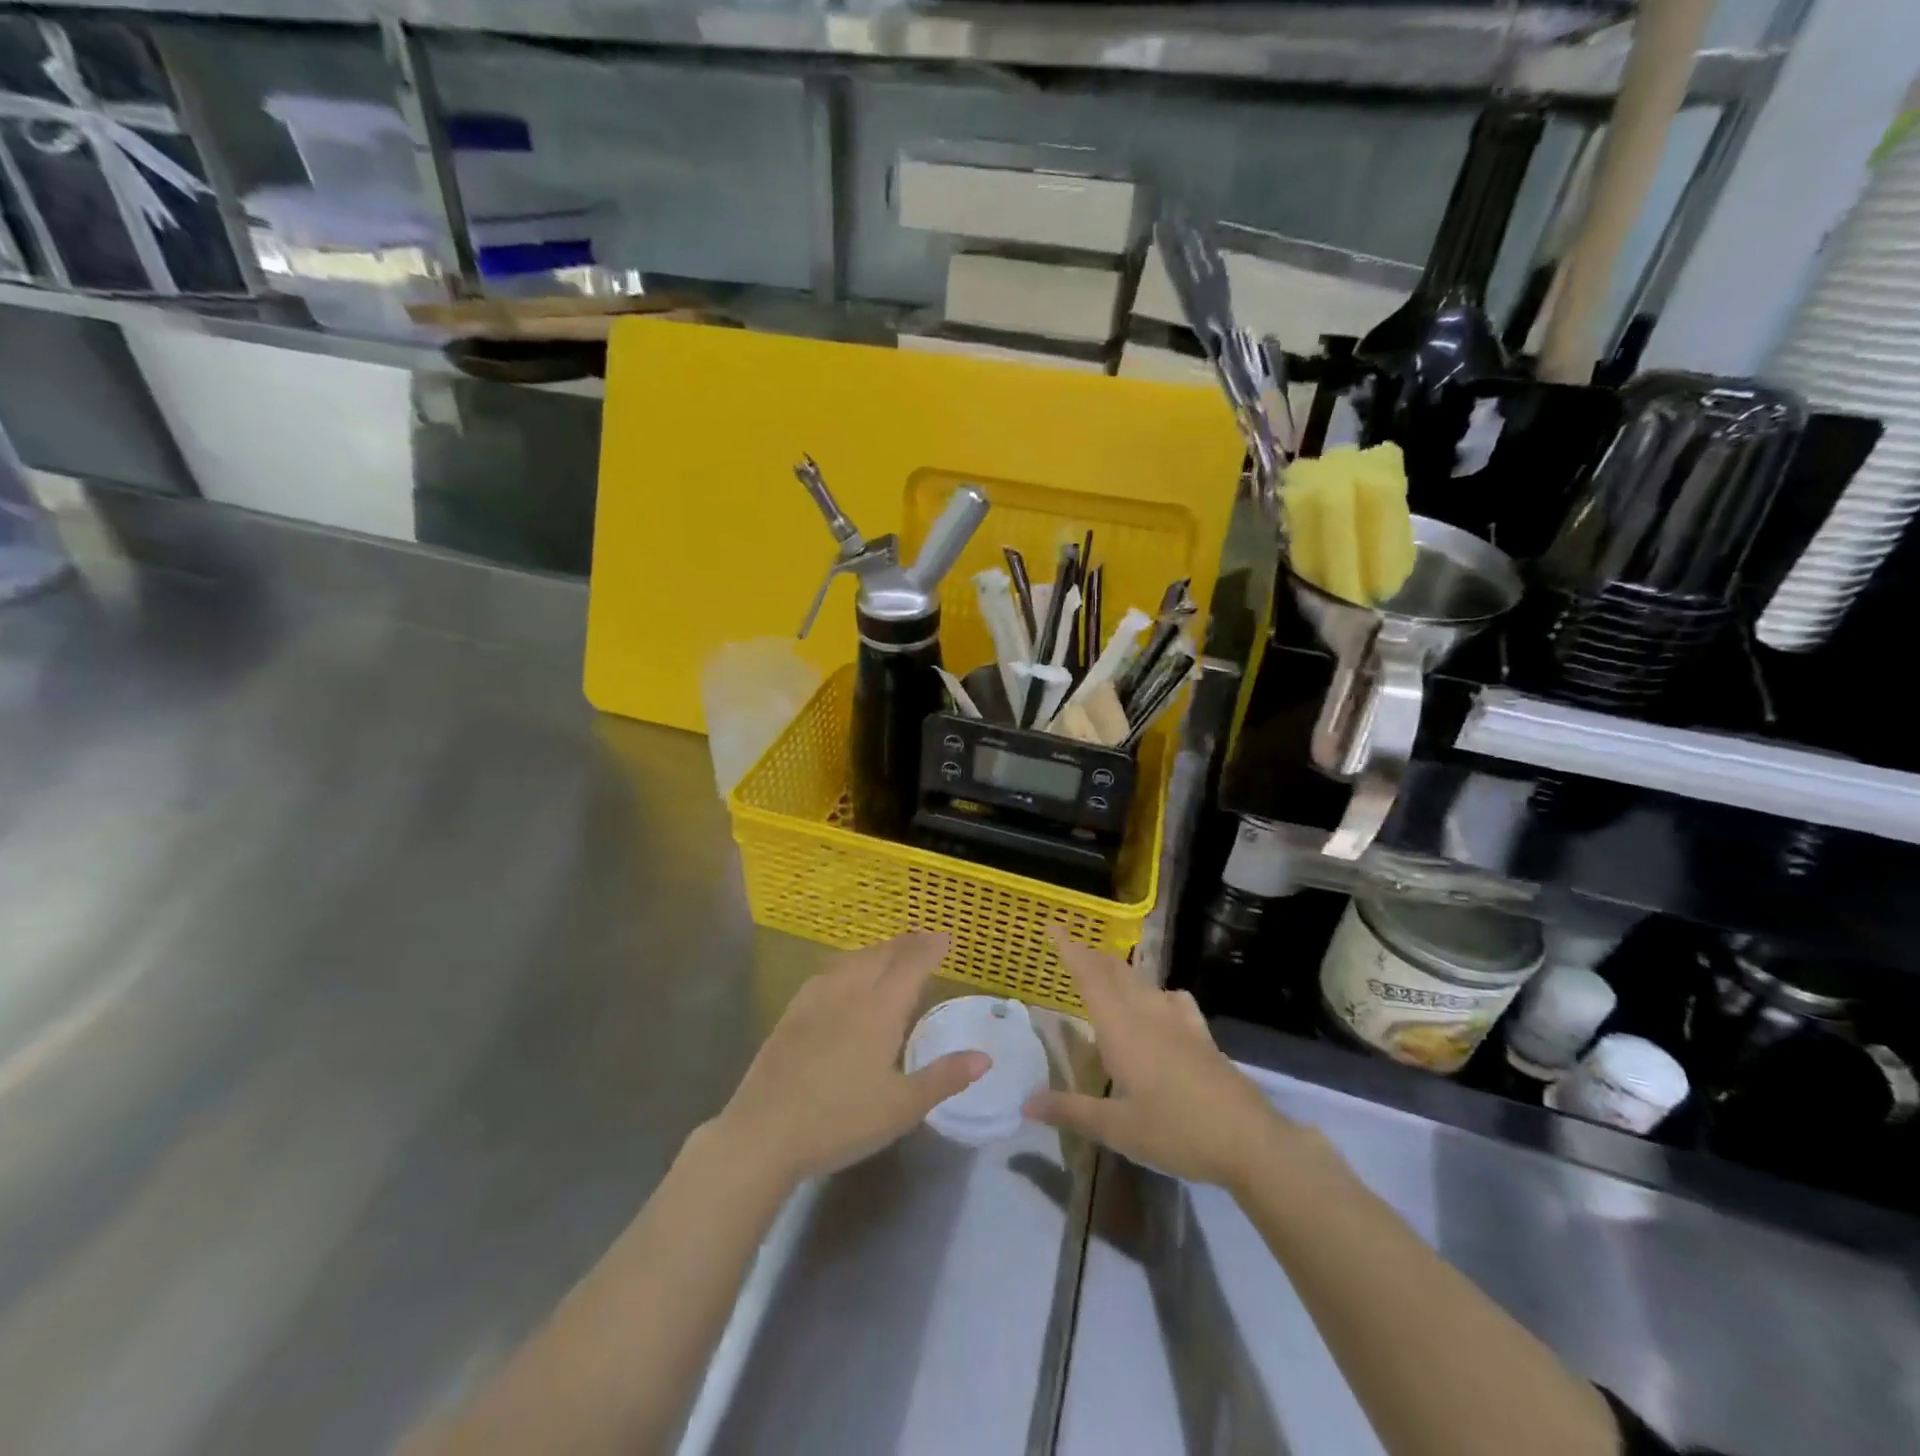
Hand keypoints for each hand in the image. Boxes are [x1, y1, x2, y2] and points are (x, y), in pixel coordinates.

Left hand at [708, 932, 987, 1187]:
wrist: (764, 1132)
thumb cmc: (841, 1121)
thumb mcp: (902, 1107)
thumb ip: (944, 1077)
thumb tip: (985, 1057)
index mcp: (880, 1008)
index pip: (911, 964)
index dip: (930, 947)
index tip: (946, 937)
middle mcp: (849, 992)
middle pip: (882, 955)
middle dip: (906, 944)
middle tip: (924, 941)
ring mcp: (816, 999)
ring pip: (853, 960)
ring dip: (877, 951)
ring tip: (890, 954)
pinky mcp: (792, 1012)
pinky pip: (827, 973)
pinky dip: (848, 964)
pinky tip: (844, 978)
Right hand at [1025, 928, 1299, 1189]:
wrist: (1249, 1140)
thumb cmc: (1176, 1131)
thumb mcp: (1117, 1129)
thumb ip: (1070, 1110)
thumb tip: (1026, 1102)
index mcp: (1121, 1027)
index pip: (1089, 976)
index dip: (1070, 949)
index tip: (1053, 925)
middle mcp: (1147, 1012)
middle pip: (1115, 971)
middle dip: (1091, 956)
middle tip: (1070, 949)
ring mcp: (1178, 1020)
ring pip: (1142, 982)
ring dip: (1118, 971)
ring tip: (1104, 974)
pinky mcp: (1200, 1034)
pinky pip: (1171, 998)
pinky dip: (1155, 991)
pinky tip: (1160, 1003)